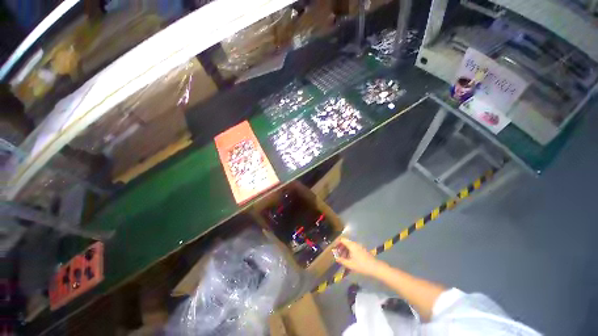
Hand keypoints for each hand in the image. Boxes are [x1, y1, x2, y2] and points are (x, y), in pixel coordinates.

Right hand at [334, 238, 385, 276]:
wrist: (375, 267)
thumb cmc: (362, 265)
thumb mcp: (350, 264)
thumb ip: (342, 260)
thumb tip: (336, 258)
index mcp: (351, 245)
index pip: (342, 240)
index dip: (337, 243)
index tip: (334, 248)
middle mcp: (355, 244)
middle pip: (346, 242)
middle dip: (341, 247)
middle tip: (338, 254)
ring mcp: (359, 246)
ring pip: (350, 245)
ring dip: (345, 250)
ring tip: (343, 258)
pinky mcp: (362, 250)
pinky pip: (353, 248)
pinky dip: (350, 251)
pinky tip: (350, 259)